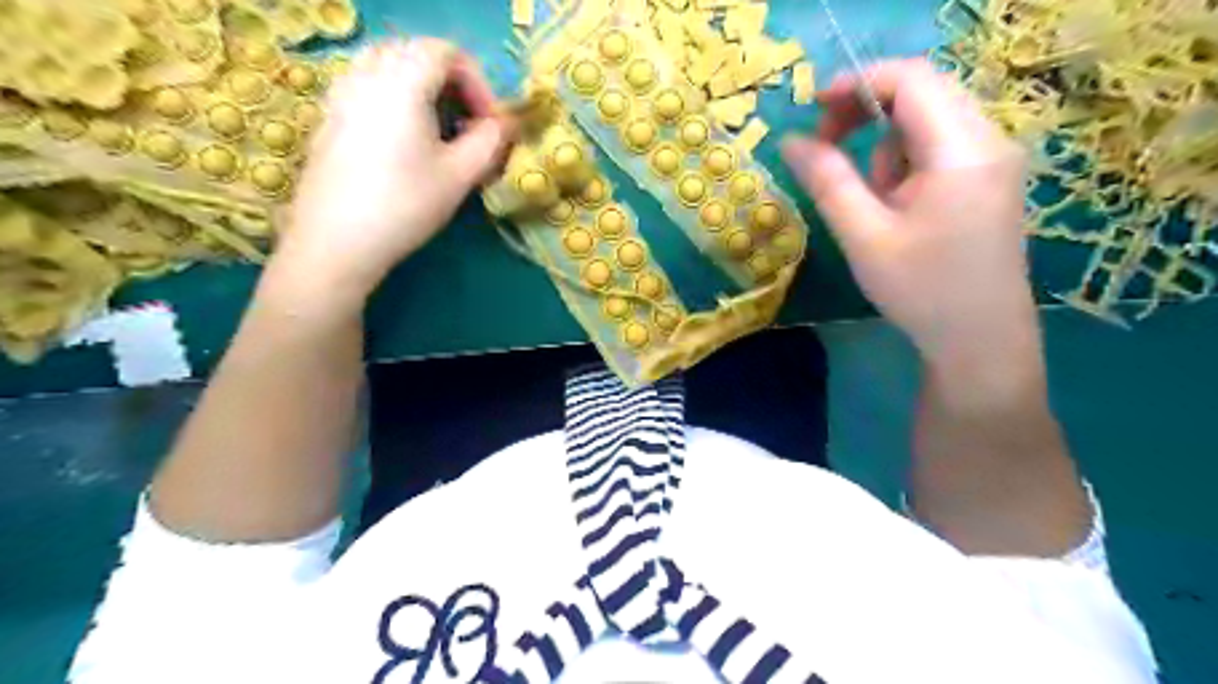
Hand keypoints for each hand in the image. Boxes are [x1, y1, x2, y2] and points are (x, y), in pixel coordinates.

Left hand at [275, 36, 512, 301]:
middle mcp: (366, 74)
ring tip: (436, 128)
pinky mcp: (328, 118)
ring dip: (419, 86)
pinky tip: (402, 139)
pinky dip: (393, 97)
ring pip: (386, 65)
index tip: (489, 123)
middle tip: (466, 121)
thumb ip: (490, 141)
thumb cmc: (405, 205)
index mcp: (402, 81)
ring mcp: (340, 94)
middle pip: (414, 52)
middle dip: (449, 80)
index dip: (478, 83)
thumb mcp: (460, 175)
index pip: (446, 52)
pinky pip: (365, 86)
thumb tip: (505, 124)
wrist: (337, 241)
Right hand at [780, 58, 1035, 387]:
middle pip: (922, 93)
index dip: (857, 83)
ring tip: (875, 202)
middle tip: (825, 148)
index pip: (911, 79)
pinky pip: (939, 147)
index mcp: (961, 150)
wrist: (980, 340)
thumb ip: (827, 181)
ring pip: (928, 122)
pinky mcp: (990, 178)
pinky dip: (906, 164)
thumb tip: (791, 141)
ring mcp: (994, 159)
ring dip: (886, 148)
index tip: (813, 108)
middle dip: (867, 112)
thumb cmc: (920, 290)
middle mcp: (988, 140)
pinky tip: (900, 207)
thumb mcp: (864, 236)